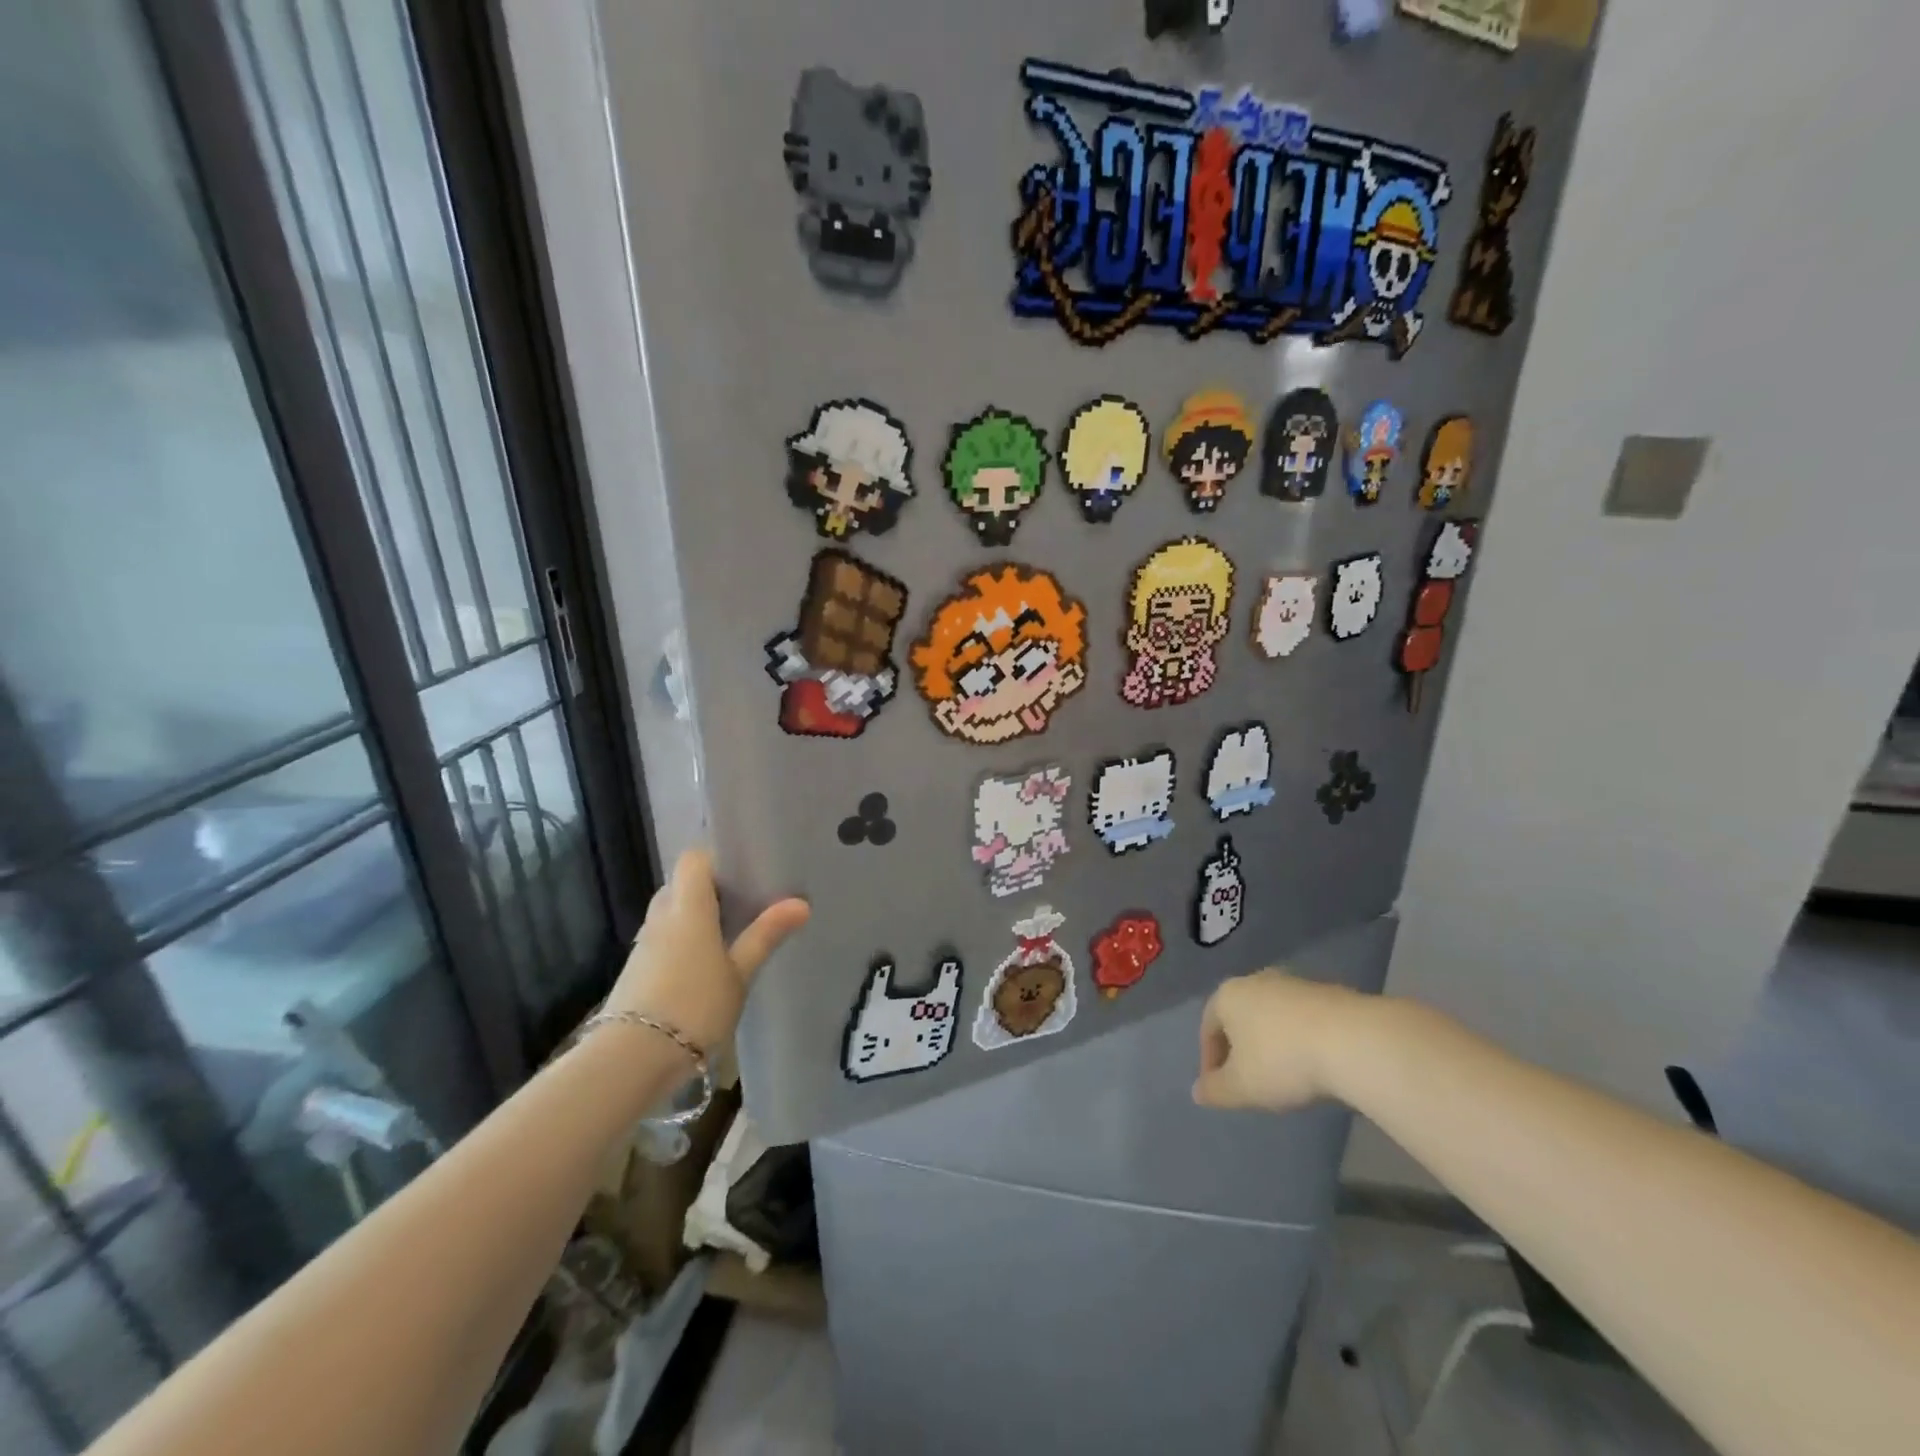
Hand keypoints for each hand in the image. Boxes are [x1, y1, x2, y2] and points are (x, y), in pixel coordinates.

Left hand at [604, 851, 809, 1053]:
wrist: (632, 1059)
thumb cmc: (695, 1006)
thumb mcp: (739, 973)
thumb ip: (766, 935)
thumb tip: (801, 902)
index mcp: (687, 907)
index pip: (694, 858)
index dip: (717, 859)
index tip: (745, 874)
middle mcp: (661, 916)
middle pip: (681, 885)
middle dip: (709, 891)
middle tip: (743, 907)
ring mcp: (644, 944)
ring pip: (670, 914)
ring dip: (694, 918)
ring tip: (728, 938)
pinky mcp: (636, 970)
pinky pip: (662, 940)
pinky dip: (681, 943)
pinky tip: (703, 968)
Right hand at [1192, 970, 1369, 1112]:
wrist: (1353, 1041)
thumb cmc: (1283, 1061)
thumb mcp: (1242, 1087)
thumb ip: (1215, 1091)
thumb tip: (1198, 1092)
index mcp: (1228, 996)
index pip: (1208, 1027)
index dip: (1209, 1060)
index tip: (1219, 1087)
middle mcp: (1256, 981)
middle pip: (1240, 1017)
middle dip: (1241, 1048)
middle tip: (1249, 1080)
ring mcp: (1294, 984)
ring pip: (1273, 1016)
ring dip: (1273, 1043)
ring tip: (1285, 1075)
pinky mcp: (1329, 993)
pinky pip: (1303, 1019)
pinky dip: (1300, 1040)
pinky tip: (1314, 1064)